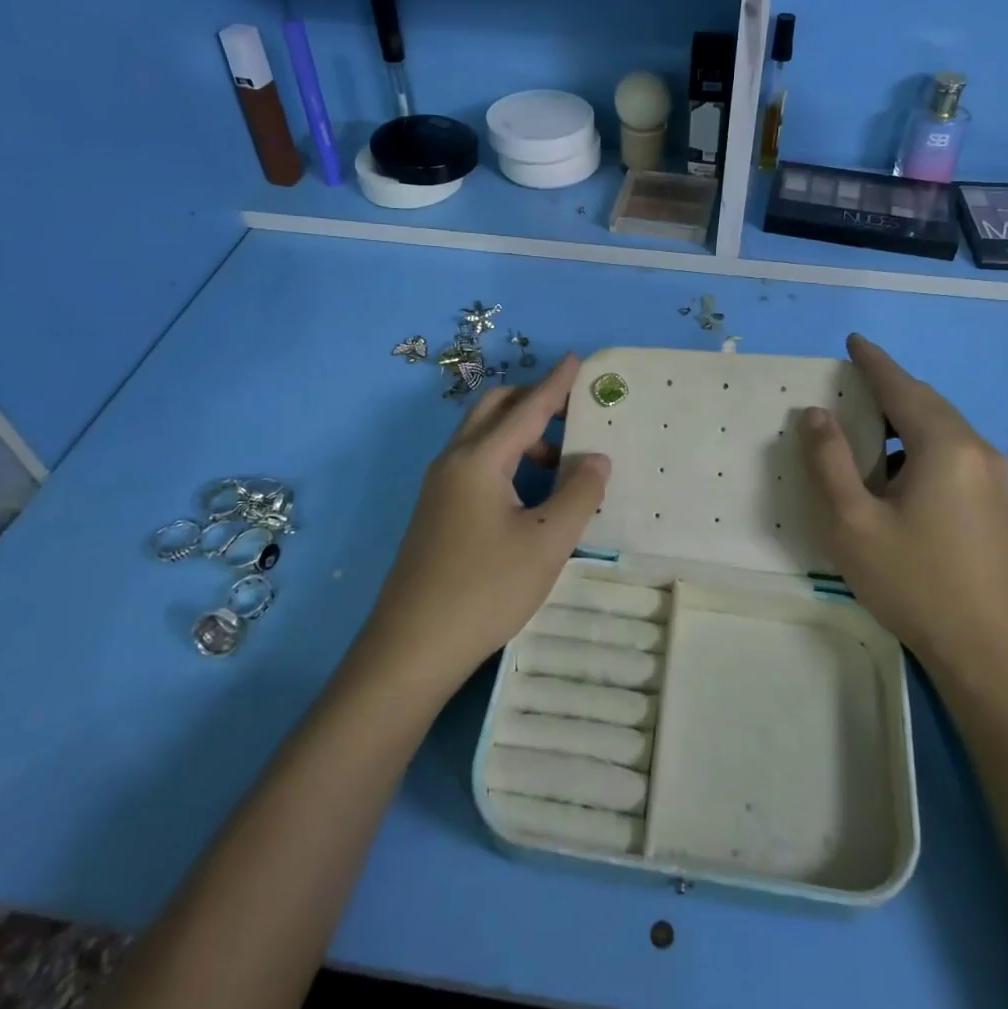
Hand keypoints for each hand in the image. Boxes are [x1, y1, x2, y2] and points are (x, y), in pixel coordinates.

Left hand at [358, 356, 610, 697]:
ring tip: (560, 461)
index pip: (527, 408)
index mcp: (480, 460)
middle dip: (533, 400)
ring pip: (482, 437)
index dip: (556, 384)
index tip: (577, 360)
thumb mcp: (547, 542)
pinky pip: (474, 462)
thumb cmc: (485, 590)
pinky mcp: (435, 511)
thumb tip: (596, 457)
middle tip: (572, 413)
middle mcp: (453, 461)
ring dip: (520, 433)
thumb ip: (579, 493)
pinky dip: (505, 457)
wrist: (411, 648)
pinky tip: (529, 492)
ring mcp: (438, 487)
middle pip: (494, 409)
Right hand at [801, 334, 1007, 663]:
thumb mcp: (853, 522)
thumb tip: (816, 413)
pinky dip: (919, 443)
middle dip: (888, 387)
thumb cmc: (914, 582)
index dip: (872, 362)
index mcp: (944, 446)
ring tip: (866, 426)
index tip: (851, 340)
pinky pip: (952, 451)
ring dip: (903, 418)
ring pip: (941, 427)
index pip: (901, 387)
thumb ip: (829, 461)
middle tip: (850, 382)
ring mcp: (992, 476)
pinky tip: (896, 471)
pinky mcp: (996, 502)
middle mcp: (976, 449)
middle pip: (925, 402)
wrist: (988, 652)